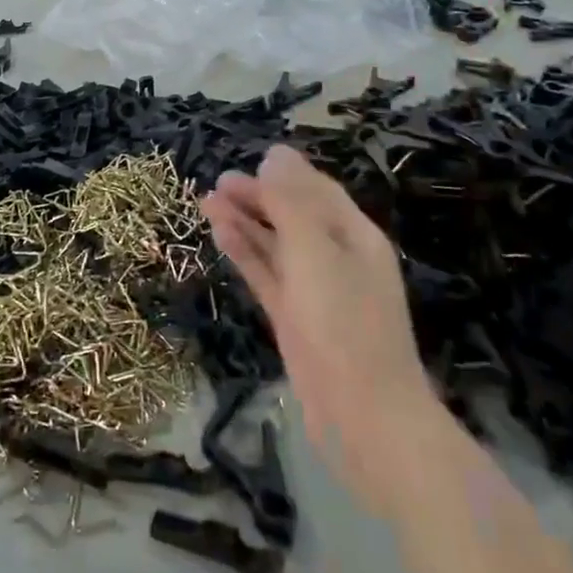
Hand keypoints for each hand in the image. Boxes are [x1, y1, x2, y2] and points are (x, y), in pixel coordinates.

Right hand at [203, 145, 434, 486]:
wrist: (365, 418)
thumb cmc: (344, 323)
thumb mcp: (315, 251)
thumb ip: (291, 203)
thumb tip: (275, 155)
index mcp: (355, 236)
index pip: (317, 191)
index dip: (283, 174)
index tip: (246, 160)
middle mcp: (337, 257)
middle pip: (294, 215)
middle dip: (258, 197)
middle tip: (218, 182)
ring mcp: (315, 291)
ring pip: (275, 245)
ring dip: (245, 222)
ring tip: (207, 201)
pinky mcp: (295, 319)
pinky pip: (267, 274)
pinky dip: (245, 253)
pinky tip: (221, 235)